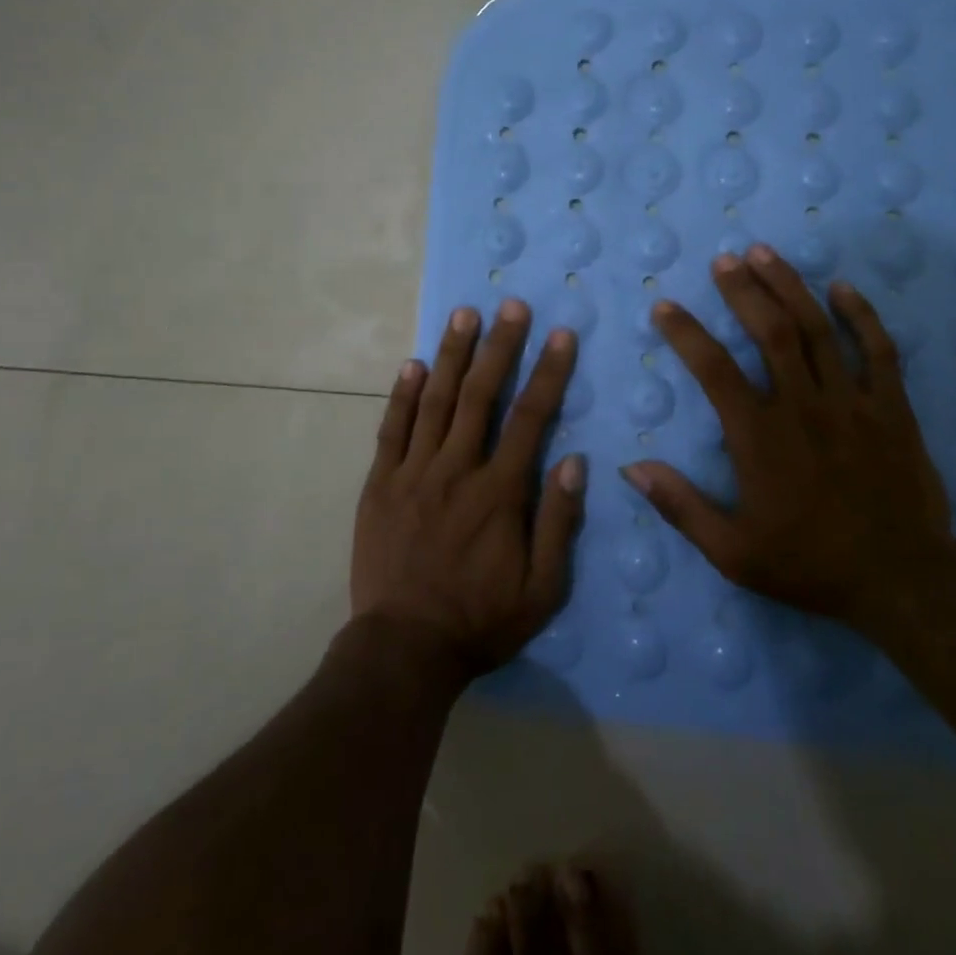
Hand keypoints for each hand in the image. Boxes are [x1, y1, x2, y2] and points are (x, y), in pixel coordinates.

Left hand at [354, 300, 584, 678]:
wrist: (404, 649)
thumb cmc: (481, 621)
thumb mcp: (542, 589)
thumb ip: (559, 523)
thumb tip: (574, 462)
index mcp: (499, 492)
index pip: (530, 417)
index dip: (548, 372)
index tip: (560, 334)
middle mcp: (457, 470)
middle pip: (480, 395)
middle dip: (500, 346)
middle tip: (511, 305)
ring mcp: (413, 473)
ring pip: (435, 401)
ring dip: (451, 354)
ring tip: (464, 315)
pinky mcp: (380, 484)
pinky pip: (392, 430)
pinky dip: (402, 394)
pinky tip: (412, 364)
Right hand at [622, 245, 954, 633]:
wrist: (901, 582)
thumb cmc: (810, 564)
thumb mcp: (732, 552)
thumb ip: (680, 506)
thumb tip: (631, 467)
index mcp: (760, 437)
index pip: (714, 370)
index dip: (685, 333)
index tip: (665, 307)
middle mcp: (803, 406)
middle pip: (771, 331)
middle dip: (743, 290)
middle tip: (724, 260)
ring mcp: (853, 403)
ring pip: (818, 330)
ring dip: (790, 286)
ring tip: (766, 253)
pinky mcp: (893, 408)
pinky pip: (878, 350)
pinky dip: (861, 314)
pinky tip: (841, 287)